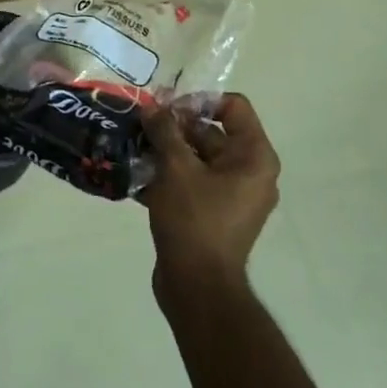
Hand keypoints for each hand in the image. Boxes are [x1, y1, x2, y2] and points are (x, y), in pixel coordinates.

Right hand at [142, 94, 280, 284]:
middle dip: (174, 127)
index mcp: (254, 157)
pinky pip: (192, 182)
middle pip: (211, 132)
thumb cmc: (195, 220)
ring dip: (165, 151)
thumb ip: (165, 131)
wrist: (197, 286)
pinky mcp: (213, 213)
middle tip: (139, 126)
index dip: (199, 101)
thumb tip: (153, 107)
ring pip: (197, 158)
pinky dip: (168, 175)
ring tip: (132, 148)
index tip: (166, 109)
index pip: (233, 107)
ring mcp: (232, 195)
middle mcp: (249, 172)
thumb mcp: (176, 168)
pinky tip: (135, 175)